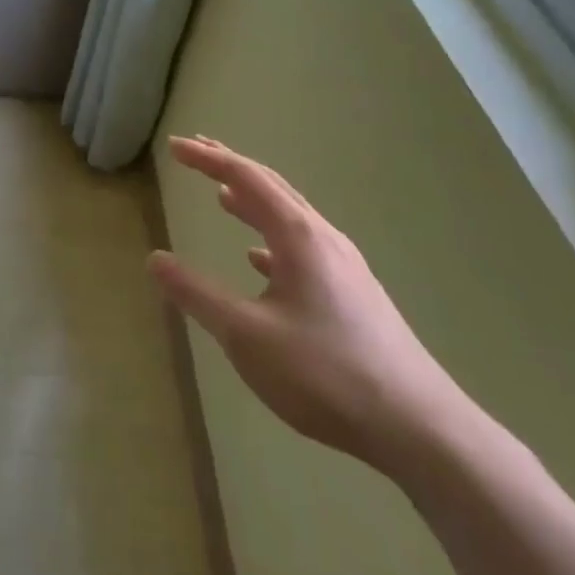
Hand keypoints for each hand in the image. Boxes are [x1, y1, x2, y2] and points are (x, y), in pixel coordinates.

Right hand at [149, 136, 473, 476]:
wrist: (419, 428)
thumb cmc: (325, 374)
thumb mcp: (246, 336)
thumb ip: (197, 295)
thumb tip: (155, 258)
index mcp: (298, 236)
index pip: (245, 178)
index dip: (208, 159)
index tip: (175, 146)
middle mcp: (323, 239)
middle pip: (271, 187)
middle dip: (231, 167)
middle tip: (197, 152)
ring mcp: (344, 266)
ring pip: (290, 217)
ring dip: (253, 201)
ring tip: (223, 196)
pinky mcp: (354, 295)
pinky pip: (303, 248)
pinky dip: (272, 239)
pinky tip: (259, 260)